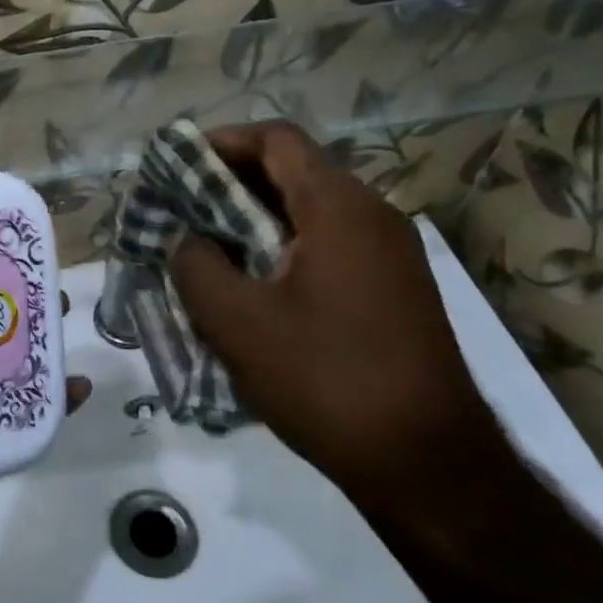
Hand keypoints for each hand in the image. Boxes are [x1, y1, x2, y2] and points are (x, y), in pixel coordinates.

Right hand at [168, 122, 514, 533]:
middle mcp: (373, 216)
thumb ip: (195, 265)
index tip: (175, 166)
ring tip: (206, 252)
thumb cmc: (325, 379)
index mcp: (338, 208)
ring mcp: (391, 254)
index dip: (220, 141)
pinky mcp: (395, 290)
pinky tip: (251, 289)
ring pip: (309, 212)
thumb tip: (188, 241)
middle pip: (293, 172)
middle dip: (229, 184)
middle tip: (180, 212)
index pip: (276, 139)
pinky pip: (328, 246)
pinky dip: (281, 249)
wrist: (426, 463)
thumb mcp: (235, 321)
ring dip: (253, 221)